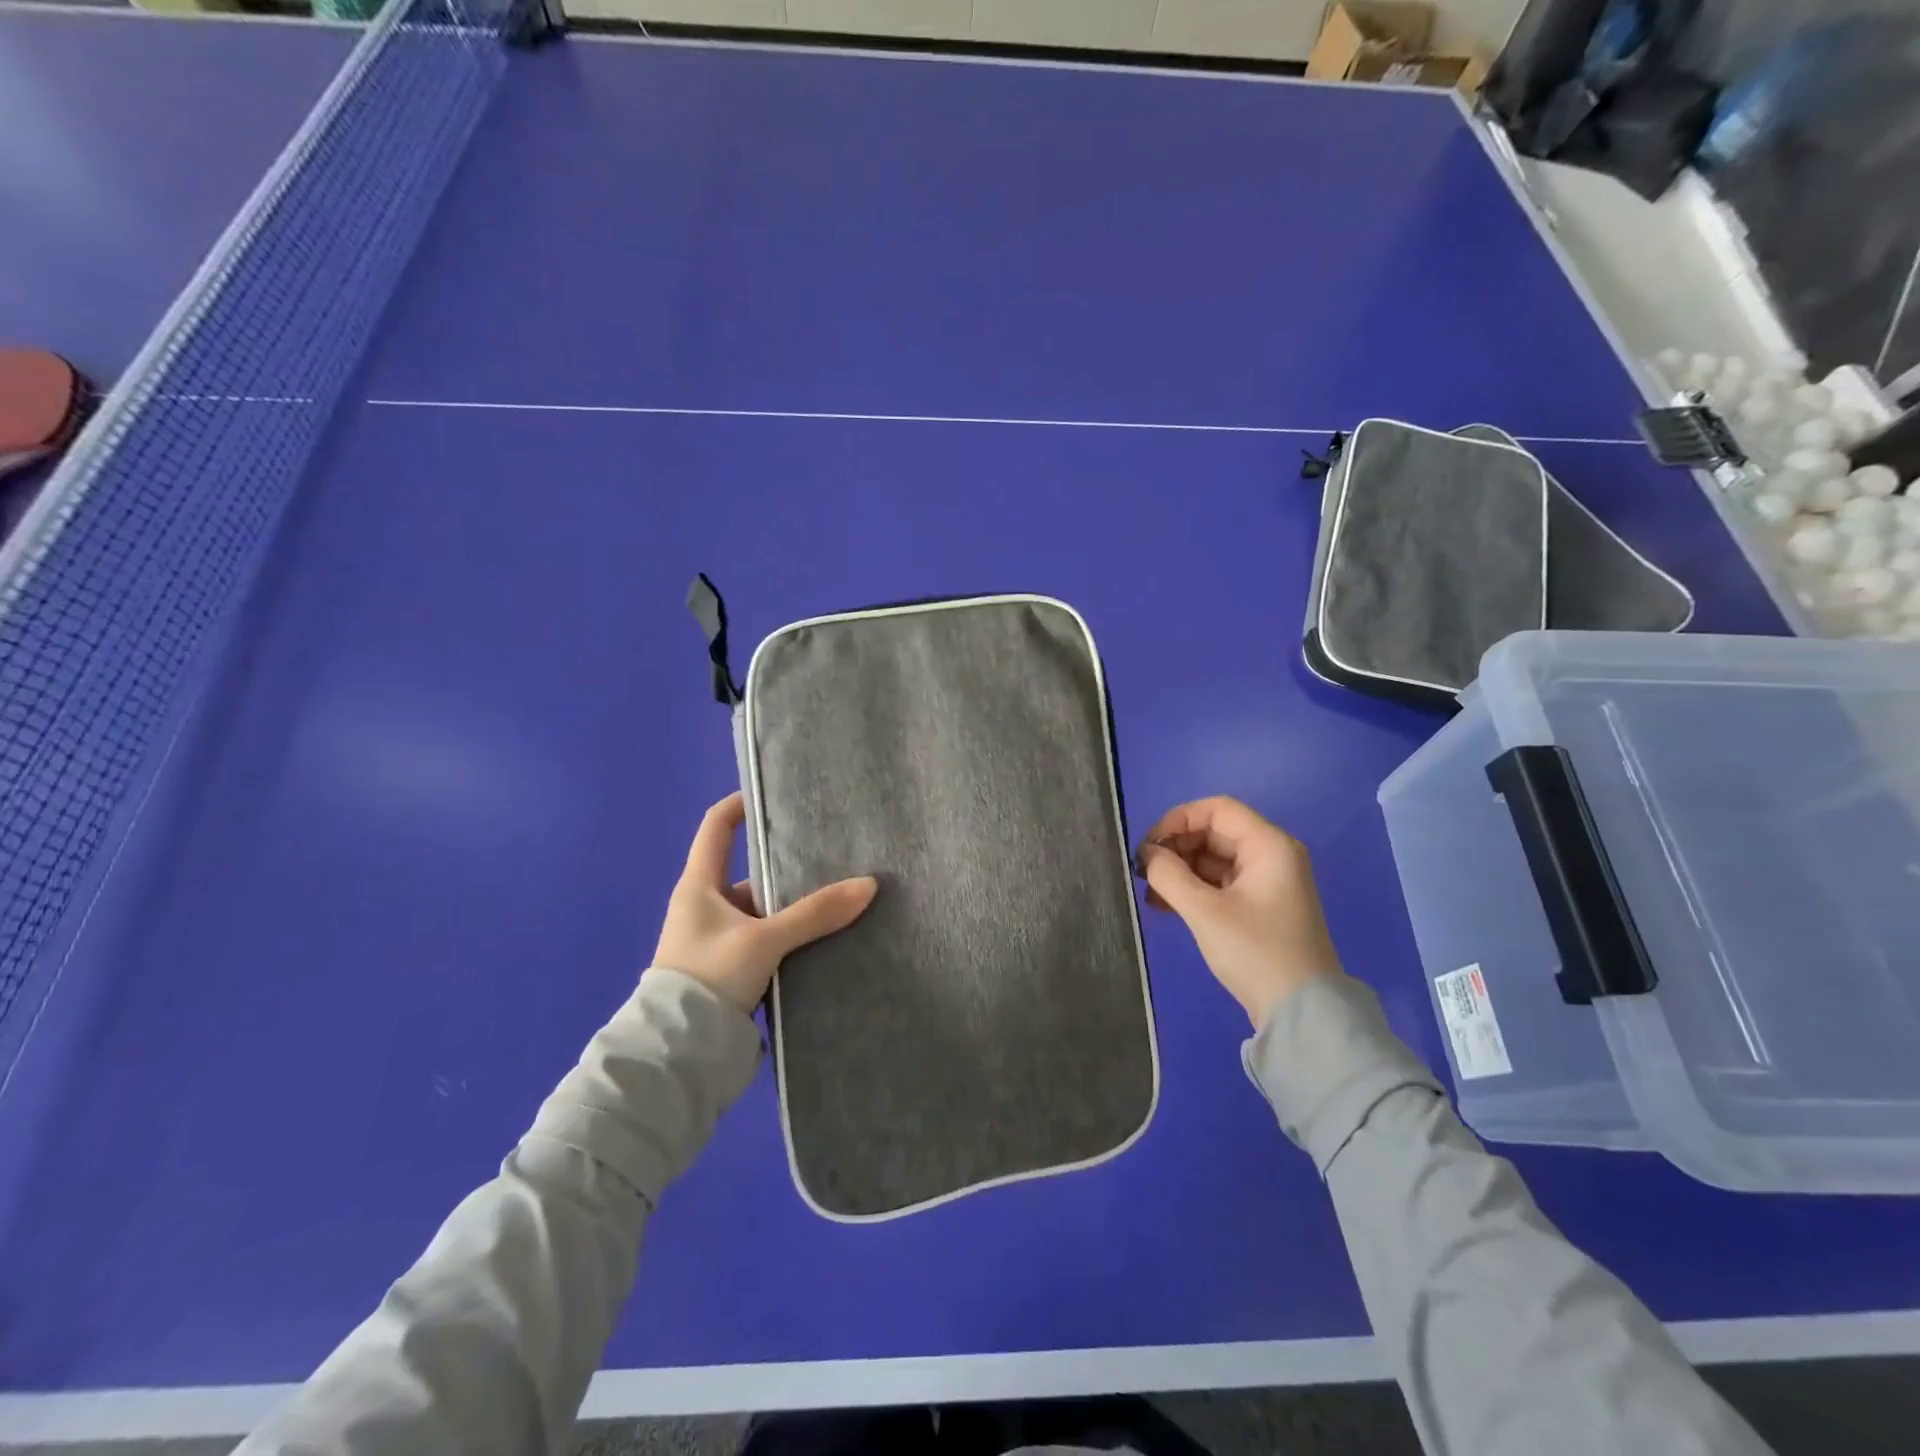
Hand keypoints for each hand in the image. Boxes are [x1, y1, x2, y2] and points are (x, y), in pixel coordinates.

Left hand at [653, 793, 877, 1013]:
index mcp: (699, 885)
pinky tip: (824, 938)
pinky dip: (791, 936)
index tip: (776, 793)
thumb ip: (815, 913)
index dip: (740, 804)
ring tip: (839, 897)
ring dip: (794, 907)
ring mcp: (718, 940)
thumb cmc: (709, 977)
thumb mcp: (764, 940)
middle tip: (832, 854)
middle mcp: (705, 907)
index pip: (716, 827)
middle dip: (788, 865)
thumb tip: (869, 884)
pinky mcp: (731, 970)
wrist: (678, 1054)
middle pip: (750, 872)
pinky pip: (767, 940)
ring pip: (763, 910)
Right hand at [1137, 796, 1343, 1029]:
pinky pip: (1220, 882)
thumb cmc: (1255, 951)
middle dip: (1176, 847)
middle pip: (1214, 832)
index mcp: (1268, 846)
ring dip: (1180, 870)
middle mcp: (1271, 855)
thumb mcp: (1205, 912)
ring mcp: (1267, 882)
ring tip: (1149, 891)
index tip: (1149, 846)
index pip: (1217, 809)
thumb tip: (1146, 853)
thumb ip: (1169, 875)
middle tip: (1144, 871)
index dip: (1178, 819)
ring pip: (1214, 859)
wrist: (1301, 1012)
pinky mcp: (1259, 906)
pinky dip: (1193, 887)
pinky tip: (1164, 904)